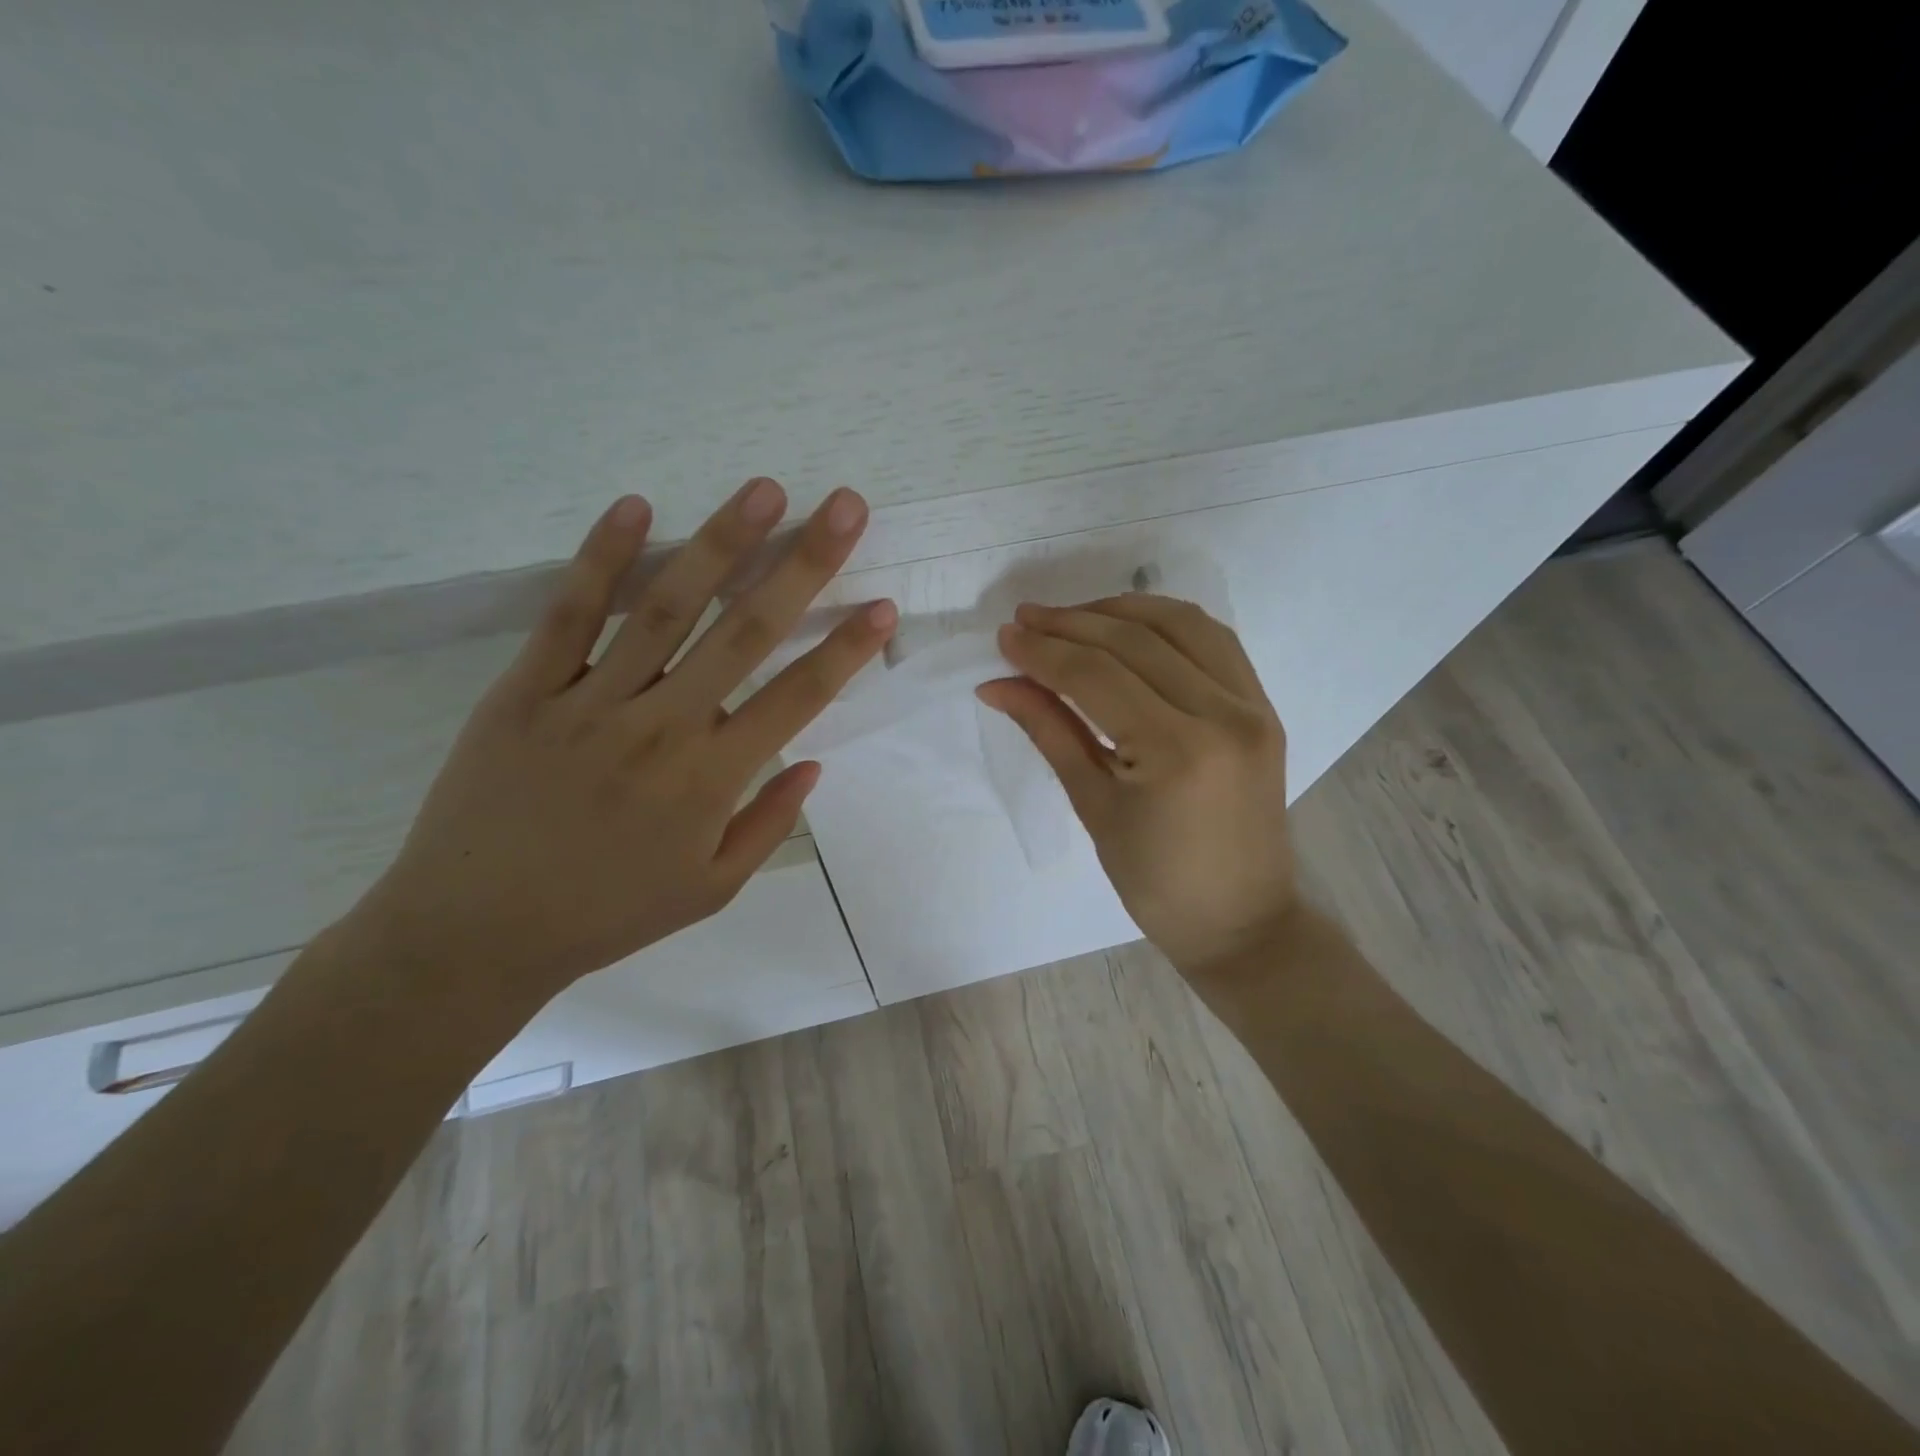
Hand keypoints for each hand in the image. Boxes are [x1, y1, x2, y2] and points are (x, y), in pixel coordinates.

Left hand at [347, 480, 895, 1000]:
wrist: (474, 934)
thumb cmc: (607, 914)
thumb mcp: (710, 890)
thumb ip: (768, 824)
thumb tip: (812, 764)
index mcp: (712, 780)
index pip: (798, 698)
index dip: (846, 649)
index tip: (882, 604)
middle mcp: (663, 727)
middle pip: (746, 632)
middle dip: (804, 564)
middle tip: (844, 507)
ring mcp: (591, 702)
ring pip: (667, 608)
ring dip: (721, 543)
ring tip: (763, 490)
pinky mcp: (526, 689)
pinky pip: (570, 614)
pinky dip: (602, 558)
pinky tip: (637, 508)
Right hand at [977, 595, 1295, 972]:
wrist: (1242, 921)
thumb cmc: (1156, 883)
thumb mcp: (1094, 807)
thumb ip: (1049, 731)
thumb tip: (998, 684)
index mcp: (1177, 751)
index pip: (1096, 676)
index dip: (1044, 651)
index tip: (1005, 636)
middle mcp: (1223, 714)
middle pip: (1135, 641)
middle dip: (1072, 624)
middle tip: (1025, 620)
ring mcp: (1253, 706)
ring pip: (1180, 625)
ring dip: (1120, 610)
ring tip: (1072, 617)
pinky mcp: (1264, 707)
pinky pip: (1214, 642)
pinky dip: (1167, 623)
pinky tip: (1129, 626)